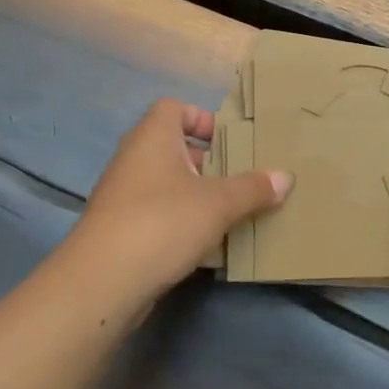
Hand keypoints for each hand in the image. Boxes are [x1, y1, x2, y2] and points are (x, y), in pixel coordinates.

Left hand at [69, 99, 290, 294]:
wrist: (103, 281)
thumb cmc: (163, 223)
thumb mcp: (219, 204)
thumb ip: (253, 188)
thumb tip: (285, 177)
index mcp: (153, 138)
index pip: (173, 107)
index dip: (201, 118)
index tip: (228, 140)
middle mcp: (133, 158)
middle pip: (172, 146)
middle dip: (207, 161)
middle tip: (239, 177)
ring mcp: (122, 195)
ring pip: (165, 183)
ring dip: (195, 193)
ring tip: (229, 211)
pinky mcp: (119, 229)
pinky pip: (156, 213)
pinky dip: (180, 220)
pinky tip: (205, 242)